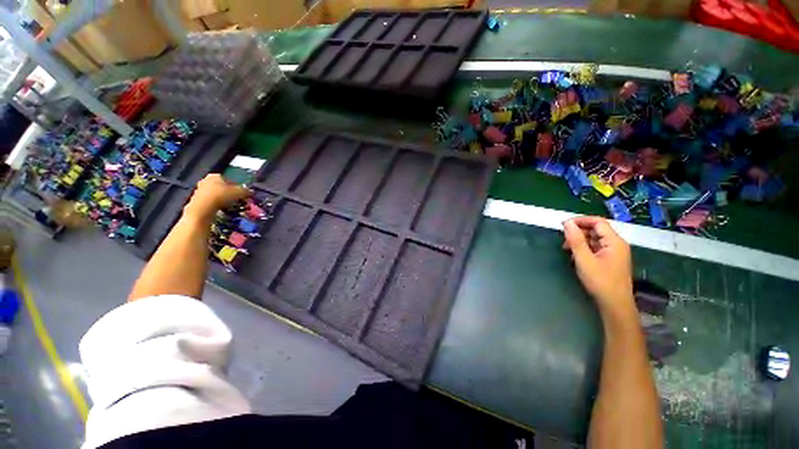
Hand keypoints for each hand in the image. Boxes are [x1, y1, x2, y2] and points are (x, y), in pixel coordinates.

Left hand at [184, 174, 250, 220]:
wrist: (203, 208)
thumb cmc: (222, 195)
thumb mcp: (240, 192)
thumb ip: (246, 191)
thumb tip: (250, 192)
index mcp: (215, 175)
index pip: (228, 179)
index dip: (236, 186)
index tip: (241, 194)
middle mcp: (205, 180)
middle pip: (220, 187)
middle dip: (228, 193)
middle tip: (236, 200)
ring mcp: (199, 190)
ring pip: (215, 194)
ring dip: (222, 199)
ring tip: (229, 206)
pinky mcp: (195, 200)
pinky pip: (210, 202)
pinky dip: (215, 205)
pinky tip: (221, 210)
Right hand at [563, 216, 634, 316]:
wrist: (614, 304)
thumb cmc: (600, 281)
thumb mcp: (584, 259)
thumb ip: (575, 240)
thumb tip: (567, 223)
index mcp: (614, 241)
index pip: (598, 222)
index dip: (580, 220)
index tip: (564, 225)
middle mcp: (617, 244)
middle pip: (596, 230)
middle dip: (579, 232)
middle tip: (563, 240)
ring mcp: (614, 252)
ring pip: (595, 239)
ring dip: (580, 241)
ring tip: (567, 249)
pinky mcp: (610, 260)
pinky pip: (596, 248)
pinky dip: (585, 248)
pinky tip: (576, 256)